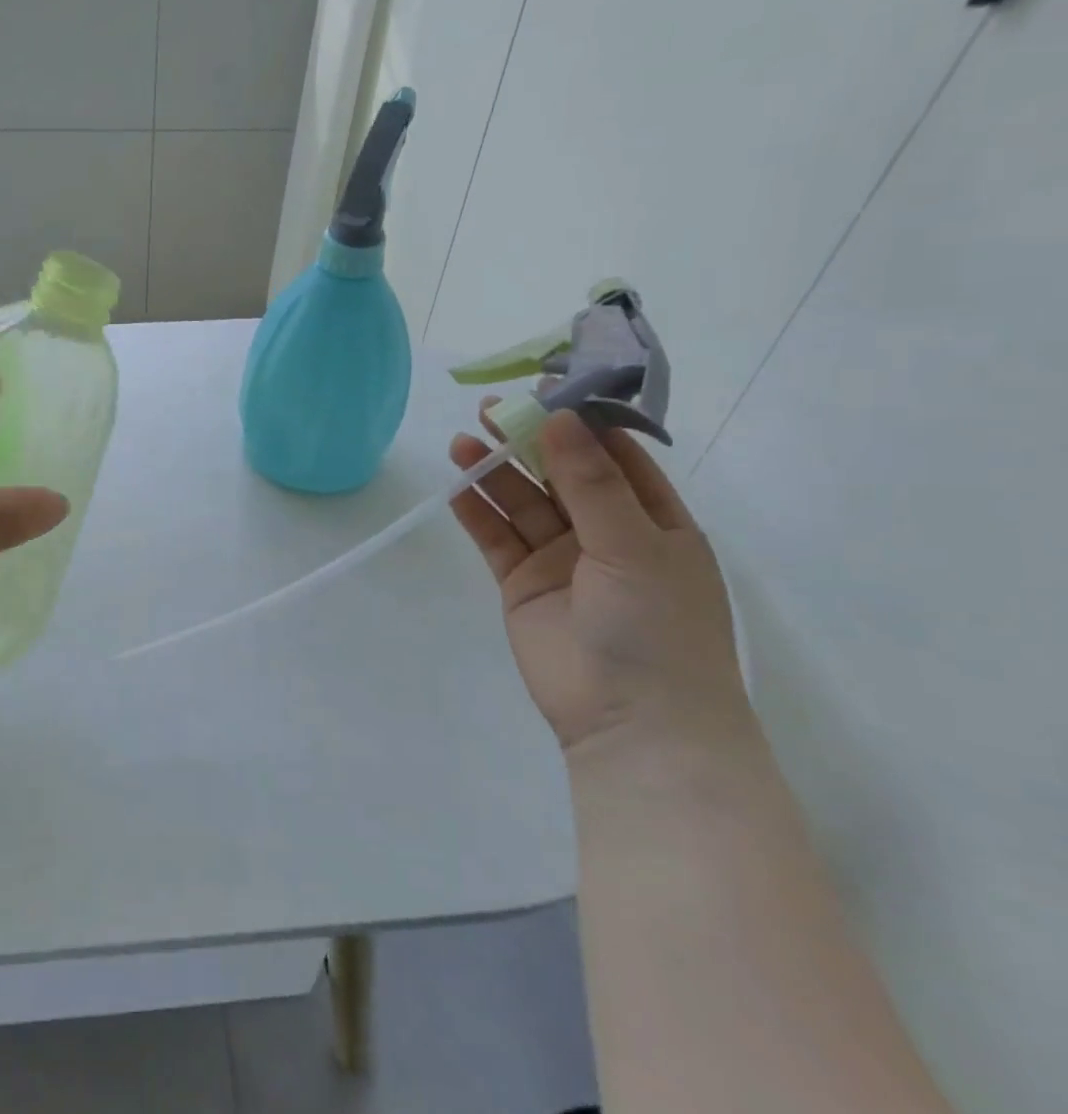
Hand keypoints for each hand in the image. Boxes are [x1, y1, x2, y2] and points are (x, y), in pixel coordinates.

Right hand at [448, 406, 750, 757]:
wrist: (632, 723)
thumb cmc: (658, 629)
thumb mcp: (634, 546)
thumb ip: (592, 483)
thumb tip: (562, 418)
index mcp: (652, 521)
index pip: (613, 457)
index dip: (578, 422)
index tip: (543, 389)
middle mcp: (604, 534)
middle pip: (558, 475)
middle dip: (526, 442)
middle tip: (488, 411)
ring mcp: (560, 560)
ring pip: (521, 504)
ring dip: (494, 473)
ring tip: (461, 444)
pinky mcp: (521, 584)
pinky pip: (496, 539)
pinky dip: (476, 513)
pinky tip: (456, 489)